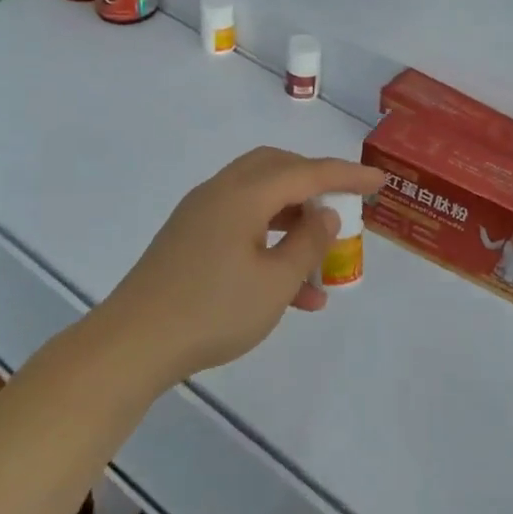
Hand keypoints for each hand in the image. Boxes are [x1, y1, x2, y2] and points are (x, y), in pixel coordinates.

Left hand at [100, 146, 385, 384]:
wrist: (133, 343)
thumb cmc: (213, 310)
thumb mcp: (275, 282)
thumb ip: (308, 243)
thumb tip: (326, 214)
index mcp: (243, 194)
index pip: (307, 172)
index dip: (347, 174)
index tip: (380, 181)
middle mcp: (220, 192)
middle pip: (277, 170)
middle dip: (315, 184)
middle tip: (343, 204)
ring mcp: (200, 215)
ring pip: (259, 200)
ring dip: (293, 221)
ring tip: (323, 261)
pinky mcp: (189, 239)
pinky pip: (240, 226)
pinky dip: (269, 243)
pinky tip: (291, 291)